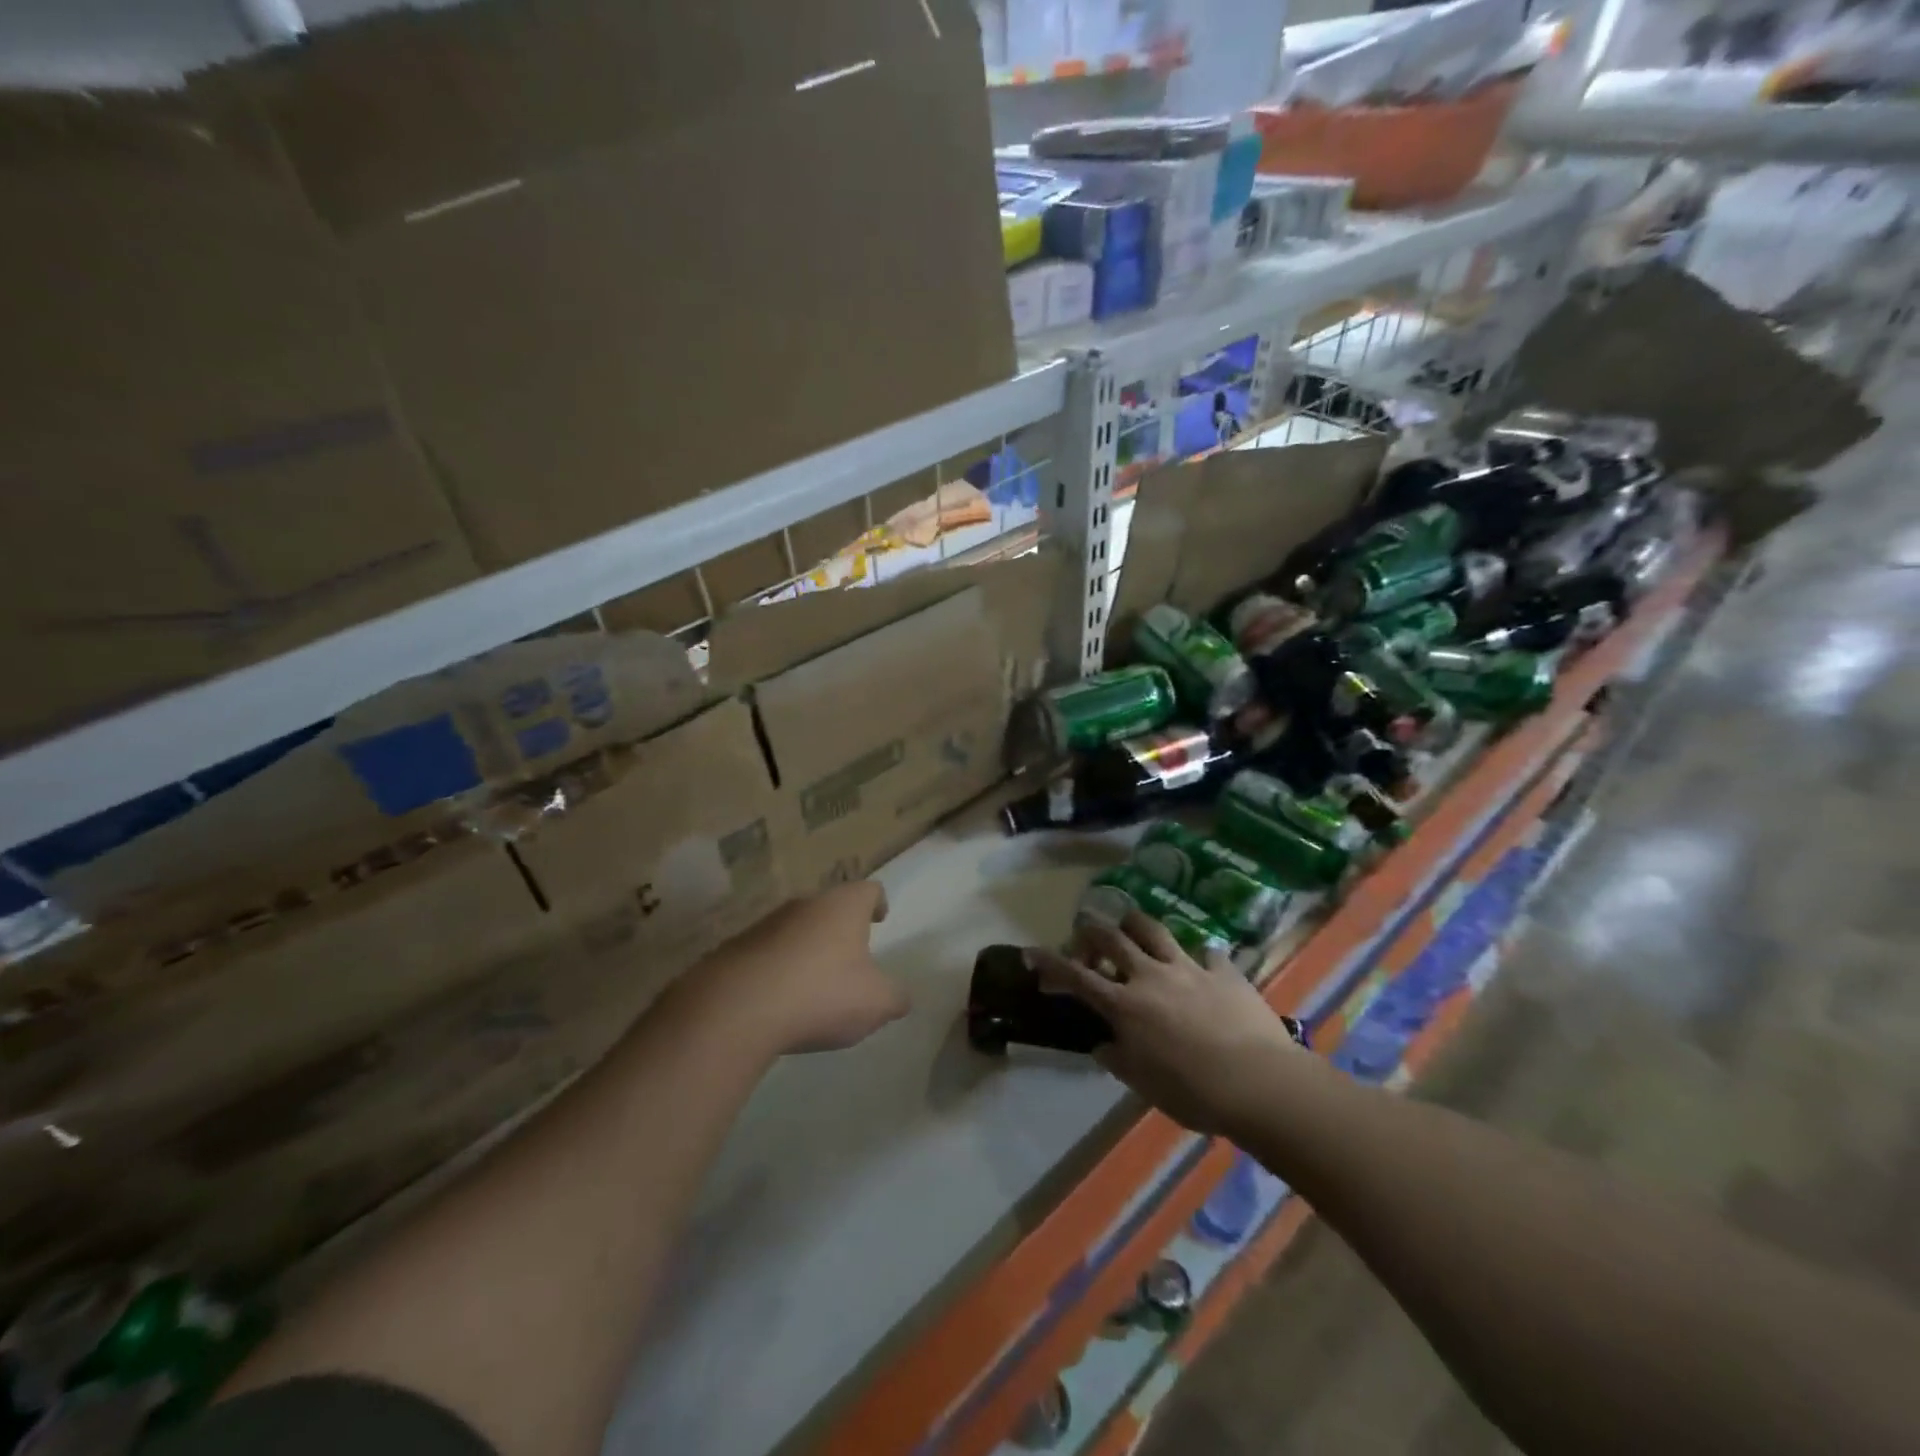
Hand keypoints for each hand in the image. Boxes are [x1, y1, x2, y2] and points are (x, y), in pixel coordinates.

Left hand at [704, 881, 908, 1055]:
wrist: (736, 1008)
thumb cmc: (821, 994)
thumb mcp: (876, 1003)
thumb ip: (895, 997)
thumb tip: (901, 997)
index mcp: (843, 906)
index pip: (868, 889)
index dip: (877, 902)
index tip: (880, 919)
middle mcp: (805, 904)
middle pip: (830, 907)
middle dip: (841, 929)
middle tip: (851, 957)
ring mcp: (766, 924)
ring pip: (797, 929)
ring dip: (807, 949)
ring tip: (814, 984)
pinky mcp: (736, 948)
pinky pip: (768, 953)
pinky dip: (779, 969)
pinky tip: (780, 1000)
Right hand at [1028, 912, 1302, 1136]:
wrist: (1259, 1083)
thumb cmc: (1193, 1092)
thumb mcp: (1143, 1085)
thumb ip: (1118, 1059)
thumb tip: (1105, 1045)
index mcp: (1125, 1005)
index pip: (1077, 977)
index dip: (1050, 963)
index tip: (1031, 953)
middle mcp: (1150, 976)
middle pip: (1111, 937)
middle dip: (1090, 930)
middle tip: (1084, 934)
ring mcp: (1188, 967)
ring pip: (1153, 928)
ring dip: (1135, 925)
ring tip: (1132, 929)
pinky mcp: (1223, 970)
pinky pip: (1206, 952)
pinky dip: (1197, 956)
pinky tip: (1201, 966)